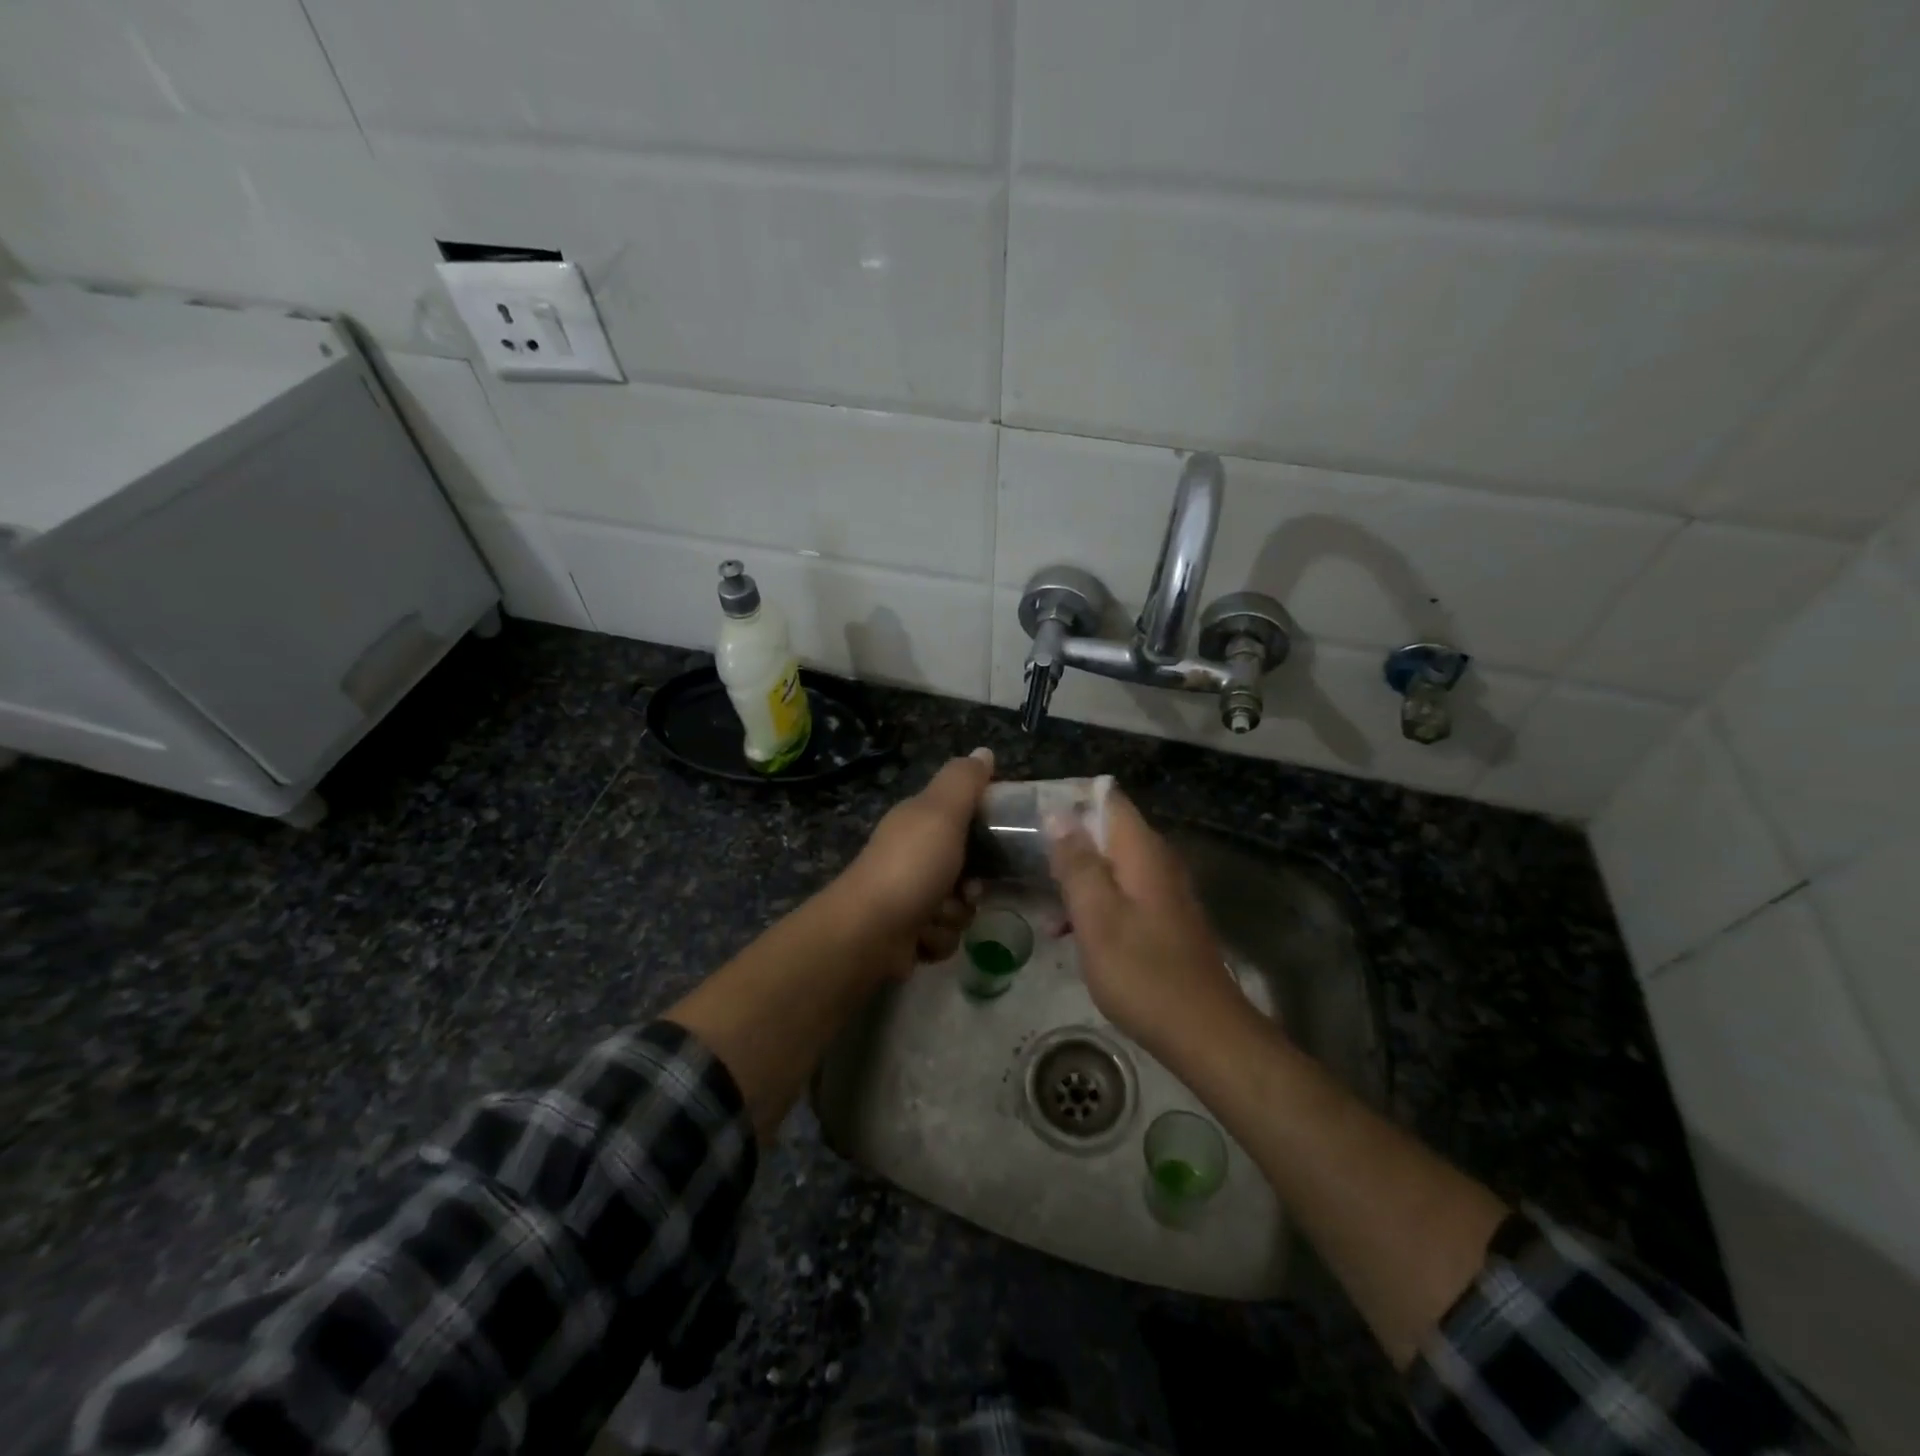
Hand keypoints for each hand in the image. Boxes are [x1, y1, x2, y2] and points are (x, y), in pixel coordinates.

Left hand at [837, 748, 992, 969]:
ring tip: (937, 915)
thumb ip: (964, 781)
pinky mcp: (908, 932)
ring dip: (954, 914)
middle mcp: (912, 854)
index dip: (985, 826)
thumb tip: (984, 751)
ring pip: (959, 905)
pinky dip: (938, 938)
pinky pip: (944, 934)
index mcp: (918, 821)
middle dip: (973, 883)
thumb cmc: (910, 866)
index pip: (963, 814)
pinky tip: (922, 937)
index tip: (998, 838)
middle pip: (967, 866)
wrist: (868, 932)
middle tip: (970, 888)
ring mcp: (908, 895)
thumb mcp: (942, 812)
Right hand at [1045, 786, 1246, 1058]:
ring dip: (1077, 877)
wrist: (1203, 1031)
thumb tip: (1058, 813)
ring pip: (1111, 864)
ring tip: (1043, 901)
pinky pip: (1122, 892)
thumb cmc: (1142, 972)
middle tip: (1028, 860)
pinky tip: (1069, 930)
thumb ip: (1076, 862)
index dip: (1070, 799)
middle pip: (1107, 830)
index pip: (1107, 798)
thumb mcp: (1097, 916)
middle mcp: (1157, 860)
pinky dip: (1095, 902)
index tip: (1033, 815)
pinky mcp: (1164, 917)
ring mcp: (1164, 890)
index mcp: (1142, 851)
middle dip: (1067, 841)